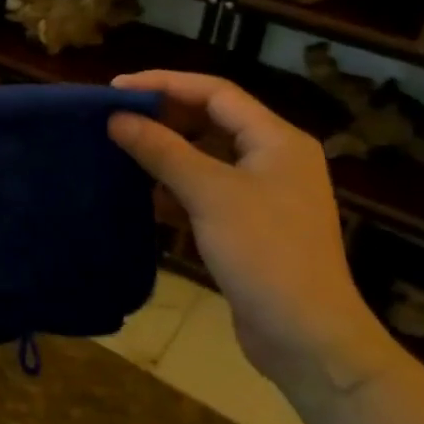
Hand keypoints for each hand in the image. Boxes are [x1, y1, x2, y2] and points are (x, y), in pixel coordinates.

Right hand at [108, 72, 395, 398]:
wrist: (307, 340)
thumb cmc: (265, 254)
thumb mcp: (209, 194)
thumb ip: (162, 150)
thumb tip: (117, 118)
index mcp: (277, 140)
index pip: (215, 92)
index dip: (165, 84)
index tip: (118, 90)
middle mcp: (273, 158)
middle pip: (210, 121)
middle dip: (163, 117)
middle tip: (116, 119)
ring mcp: (262, 194)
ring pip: (205, 157)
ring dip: (165, 152)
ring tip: (121, 150)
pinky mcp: (248, 226)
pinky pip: (205, 190)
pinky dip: (174, 187)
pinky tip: (143, 194)